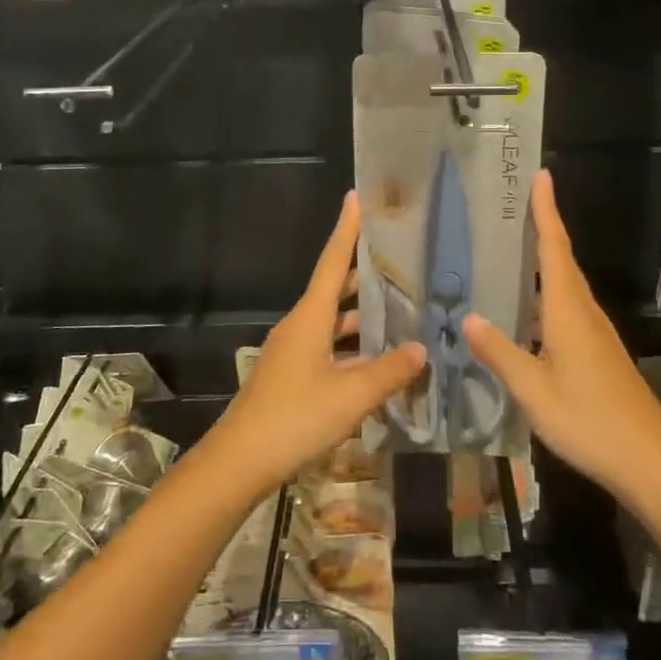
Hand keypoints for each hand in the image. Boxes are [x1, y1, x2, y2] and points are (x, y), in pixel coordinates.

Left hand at [209, 192, 424, 495]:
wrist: (239, 462)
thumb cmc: (296, 418)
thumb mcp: (351, 395)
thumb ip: (389, 371)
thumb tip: (421, 349)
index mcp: (310, 317)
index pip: (333, 261)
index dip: (347, 230)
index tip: (356, 198)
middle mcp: (300, 326)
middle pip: (336, 291)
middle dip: (366, 278)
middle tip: (403, 265)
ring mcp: (293, 352)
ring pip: (334, 325)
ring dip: (364, 321)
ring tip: (403, 317)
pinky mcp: (292, 377)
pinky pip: (329, 350)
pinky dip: (354, 350)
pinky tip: (379, 365)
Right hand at [465, 171, 660, 500]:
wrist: (650, 460)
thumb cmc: (589, 421)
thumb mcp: (533, 391)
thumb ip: (500, 352)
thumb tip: (468, 316)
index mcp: (568, 311)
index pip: (555, 248)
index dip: (546, 211)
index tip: (541, 175)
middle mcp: (584, 312)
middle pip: (563, 258)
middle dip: (544, 225)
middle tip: (519, 200)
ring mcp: (595, 332)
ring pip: (567, 282)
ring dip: (547, 255)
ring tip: (517, 242)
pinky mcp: (599, 350)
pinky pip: (569, 304)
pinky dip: (549, 288)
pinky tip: (531, 303)